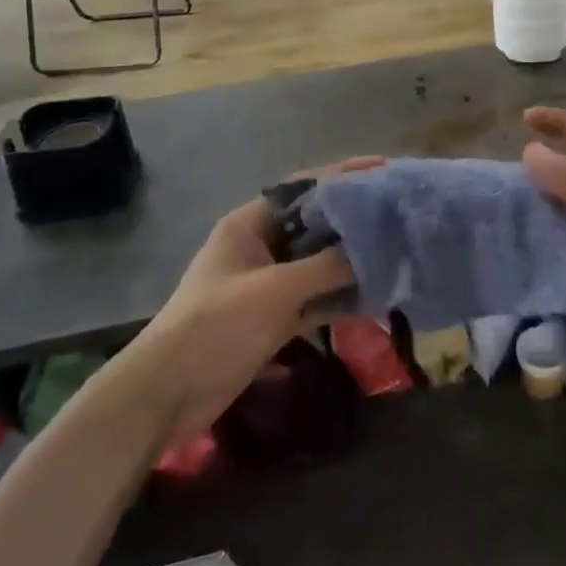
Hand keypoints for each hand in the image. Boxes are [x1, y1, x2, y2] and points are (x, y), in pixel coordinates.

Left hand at [122, 157, 383, 443]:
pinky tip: (375, 298)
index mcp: (251, 223)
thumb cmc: (215, 325)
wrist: (166, 395)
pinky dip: (340, 297)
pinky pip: (314, 297)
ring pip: (318, 263)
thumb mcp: (275, 290)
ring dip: (351, 262)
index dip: (344, 175)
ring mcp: (266, 283)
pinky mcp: (272, 317)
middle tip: (399, 215)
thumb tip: (374, 251)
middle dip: (354, 220)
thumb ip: (326, 266)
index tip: (384, 170)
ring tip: (396, 253)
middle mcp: (261, 246)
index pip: (304, 187)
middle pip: (315, 224)